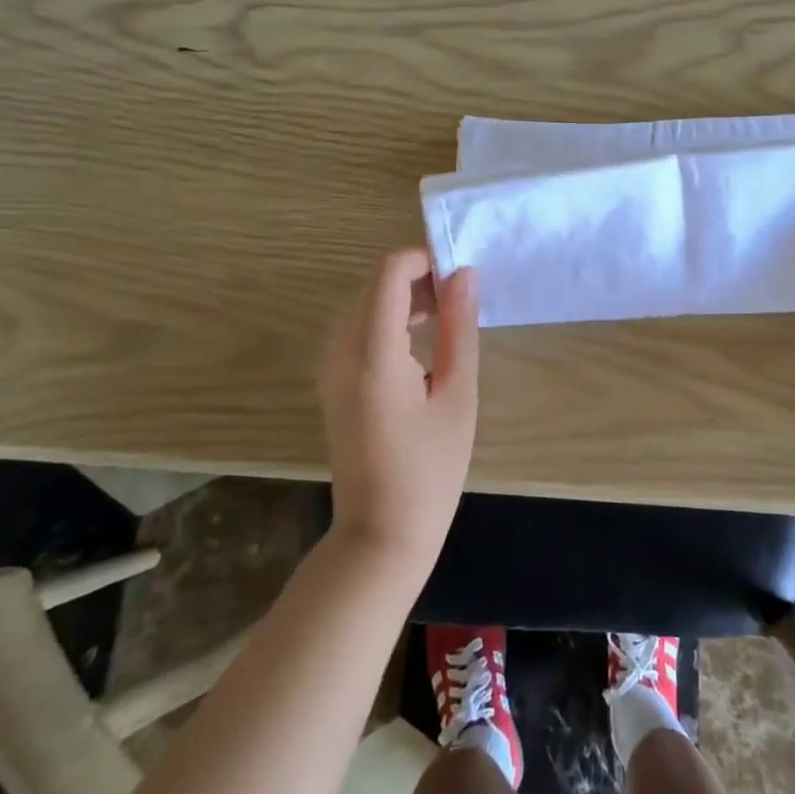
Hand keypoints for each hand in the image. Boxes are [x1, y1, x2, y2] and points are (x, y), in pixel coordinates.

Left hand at [319, 249, 479, 571]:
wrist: (381, 534)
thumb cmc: (430, 469)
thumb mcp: (457, 395)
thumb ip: (458, 328)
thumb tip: (464, 274)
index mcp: (372, 354)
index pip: (388, 274)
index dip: (424, 259)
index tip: (461, 273)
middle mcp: (340, 352)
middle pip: (375, 285)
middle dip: (418, 278)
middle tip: (462, 299)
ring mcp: (330, 368)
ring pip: (366, 306)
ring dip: (406, 299)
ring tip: (449, 319)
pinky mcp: (332, 383)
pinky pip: (359, 331)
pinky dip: (391, 322)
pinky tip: (422, 343)